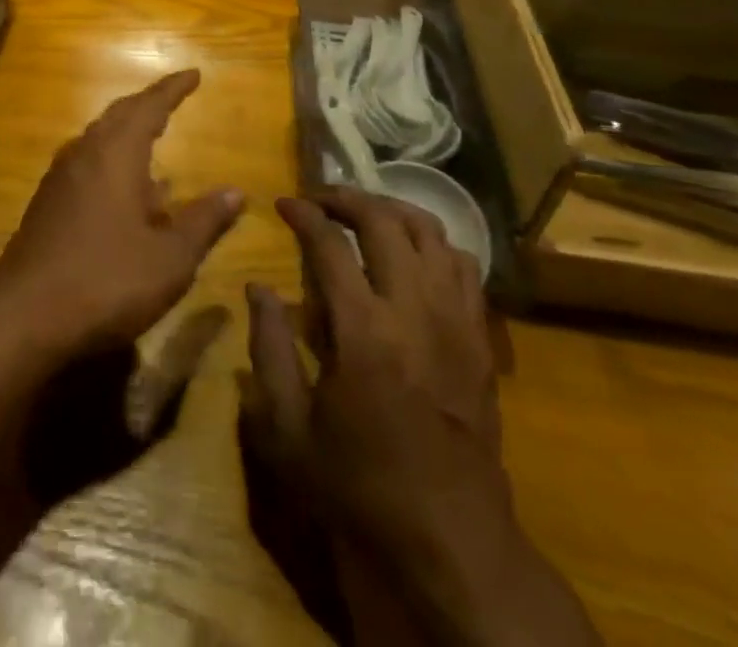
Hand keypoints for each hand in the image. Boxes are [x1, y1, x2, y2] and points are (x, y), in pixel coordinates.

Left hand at [0, 70, 243, 357]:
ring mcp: (60, 177)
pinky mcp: (46, 203)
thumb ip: (204, 221)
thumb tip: (236, 192)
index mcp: (116, 153)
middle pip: (119, 115)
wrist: (23, 316)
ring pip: (98, 138)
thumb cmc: (107, 280)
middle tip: (172, 98)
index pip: (149, 106)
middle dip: (147, 104)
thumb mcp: (170, 258)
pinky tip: (122, 190)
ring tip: (151, 139)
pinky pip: (86, 163)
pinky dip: (110, 159)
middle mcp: (85, 154)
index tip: (193, 74)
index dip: (173, 89)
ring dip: (126, 131)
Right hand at [244, 189, 598, 646]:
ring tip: (364, 214)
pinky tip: (412, 254)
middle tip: (320, 199)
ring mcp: (455, 319)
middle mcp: (414, 309)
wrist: (451, 540)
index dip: (303, 213)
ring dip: (392, 210)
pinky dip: (433, 243)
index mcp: (363, 330)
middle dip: (347, 198)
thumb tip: (257, 288)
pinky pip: (463, 265)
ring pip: (430, 232)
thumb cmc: (360, 485)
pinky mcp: (480, 337)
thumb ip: (268, 349)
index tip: (284, 203)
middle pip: (384, 220)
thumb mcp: (290, 429)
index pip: (330, 243)